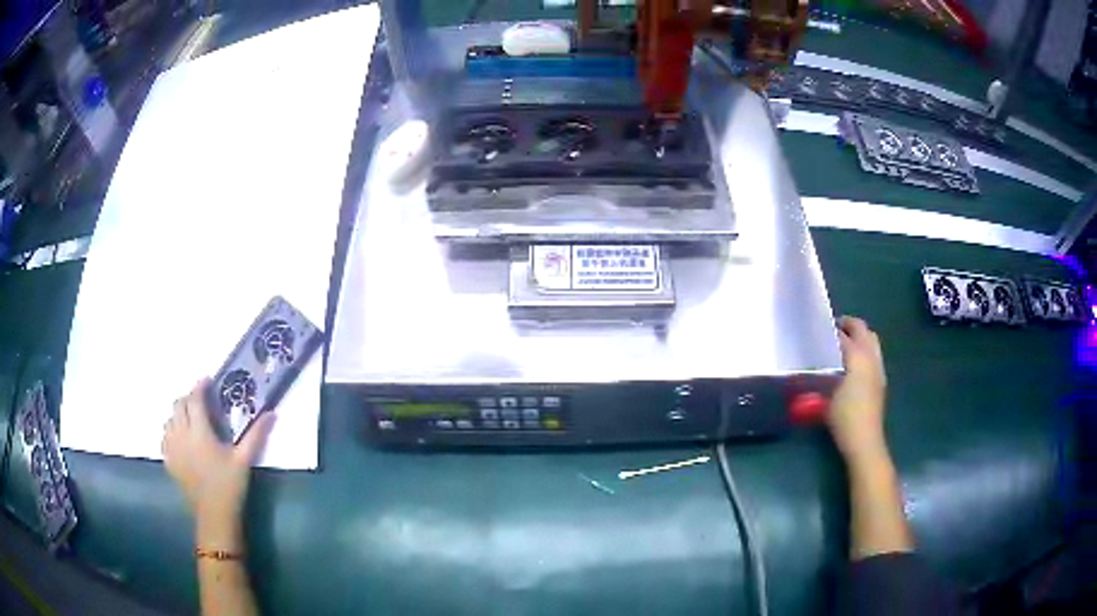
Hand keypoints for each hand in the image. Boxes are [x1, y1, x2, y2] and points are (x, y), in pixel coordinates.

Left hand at [162, 379, 275, 538]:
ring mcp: (172, 448)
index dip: (200, 387)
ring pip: (169, 419)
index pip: (194, 399)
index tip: (207, 381)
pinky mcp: (169, 460)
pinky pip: (165, 436)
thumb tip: (272, 413)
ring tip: (191, 418)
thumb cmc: (230, 486)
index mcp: (199, 431)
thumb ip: (256, 435)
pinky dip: (172, 430)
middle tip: (201, 401)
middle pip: (179, 405)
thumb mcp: (244, 460)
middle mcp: (181, 434)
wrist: (214, 516)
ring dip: (179, 413)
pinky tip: (181, 438)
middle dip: (189, 398)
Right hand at [827, 317, 887, 463]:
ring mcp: (879, 369)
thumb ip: (825, 371)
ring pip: (872, 341)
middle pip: (864, 330)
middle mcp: (872, 358)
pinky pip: (874, 354)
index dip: (831, 329)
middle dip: (850, 325)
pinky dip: (864, 349)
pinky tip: (853, 363)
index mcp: (859, 357)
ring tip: (843, 343)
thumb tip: (820, 358)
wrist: (864, 440)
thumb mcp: (828, 394)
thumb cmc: (844, 417)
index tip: (818, 329)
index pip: (844, 334)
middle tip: (833, 329)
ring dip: (859, 336)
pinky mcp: (881, 381)